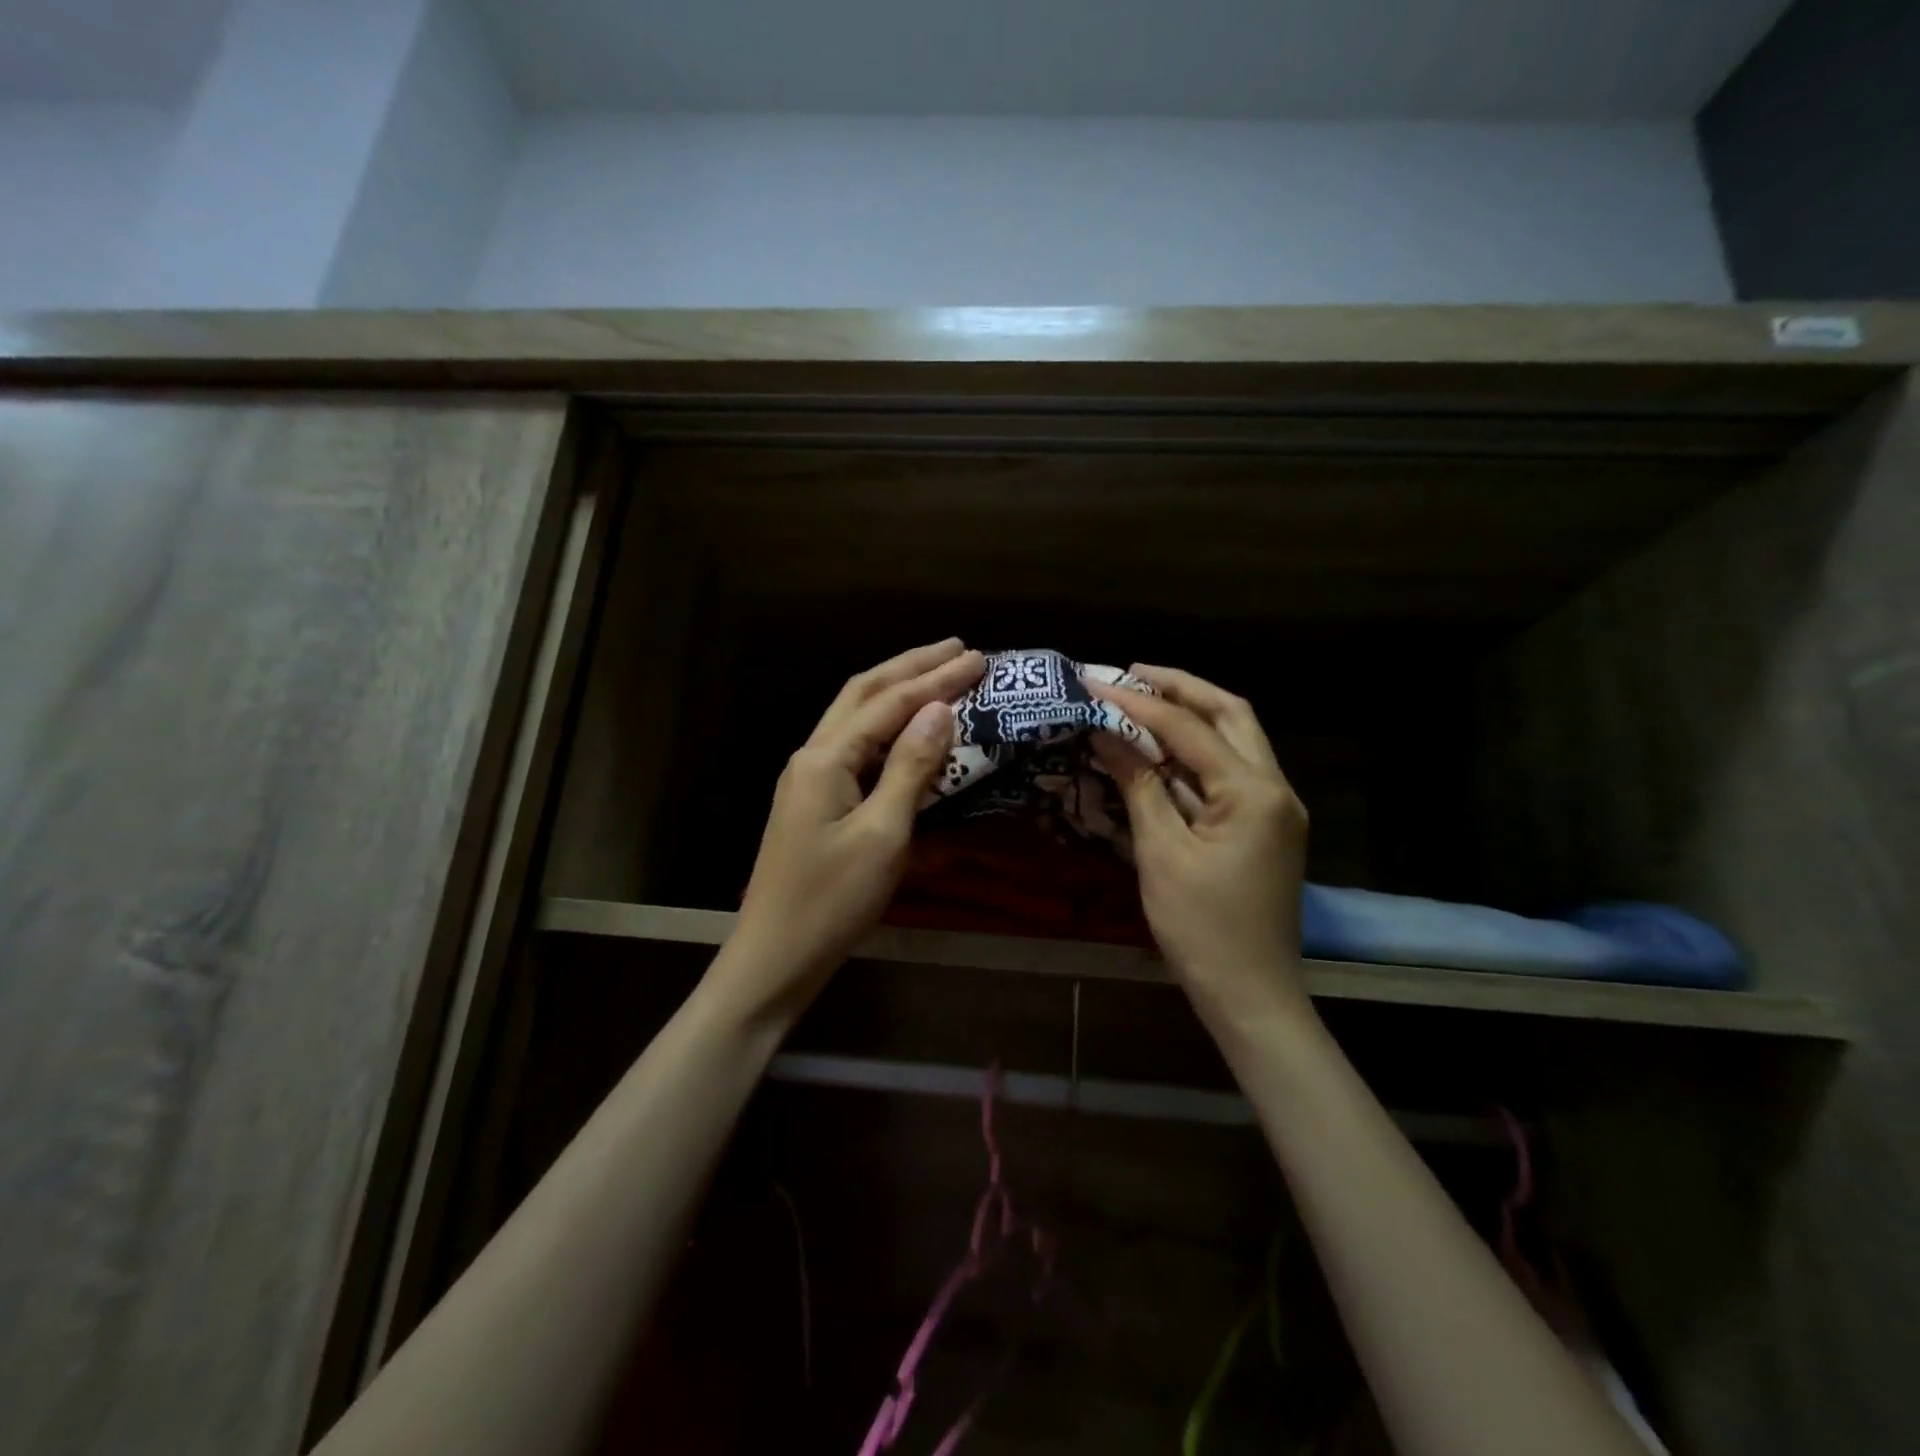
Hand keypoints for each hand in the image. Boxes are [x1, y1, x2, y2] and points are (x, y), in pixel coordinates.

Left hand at [724, 639, 984, 1018]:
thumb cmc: (832, 902)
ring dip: (896, 690)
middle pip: (863, 694)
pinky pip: (855, 747)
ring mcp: (810, 778)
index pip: (889, 704)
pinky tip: (906, 728)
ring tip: (936, 672)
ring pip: (856, 717)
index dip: (936, 680)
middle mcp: (813, 756)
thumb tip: (940, 710)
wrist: (776, 959)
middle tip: (956, 648)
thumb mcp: (882, 836)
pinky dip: (886, 727)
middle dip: (911, 667)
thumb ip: (911, 769)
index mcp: (825, 759)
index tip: (979, 658)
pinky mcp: (815, 801)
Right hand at [1087, 665, 1309, 1010]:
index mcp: (1253, 792)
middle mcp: (1275, 787)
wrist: (1251, 995)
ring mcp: (1275, 807)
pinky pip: (1230, 773)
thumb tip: (1107, 735)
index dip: (1139, 704)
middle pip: (1231, 715)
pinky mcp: (1264, 826)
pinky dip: (1196, 754)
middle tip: (1132, 675)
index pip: (1190, 729)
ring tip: (1142, 701)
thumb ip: (1139, 785)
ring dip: (1191, 717)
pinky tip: (1160, 751)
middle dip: (1181, 689)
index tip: (1097, 683)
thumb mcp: (1161, 853)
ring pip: (1236, 740)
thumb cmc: (1201, 928)